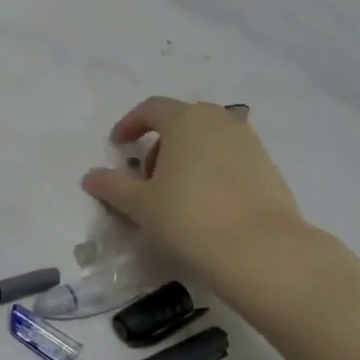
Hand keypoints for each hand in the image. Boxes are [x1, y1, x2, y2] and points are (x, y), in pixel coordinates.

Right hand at [81, 97, 309, 300]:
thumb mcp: (140, 204)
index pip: (151, 108)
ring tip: (175, 194)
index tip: (118, 146)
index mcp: (186, 120)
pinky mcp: (269, 168)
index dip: (130, 124)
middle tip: (146, 177)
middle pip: (182, 121)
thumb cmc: (189, 217)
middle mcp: (220, 121)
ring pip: (208, 140)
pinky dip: (211, 172)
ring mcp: (249, 143)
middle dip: (159, 143)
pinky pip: (230, 159)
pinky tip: (205, 205)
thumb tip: (90, 176)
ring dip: (186, 158)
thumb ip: (112, 186)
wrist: (262, 251)